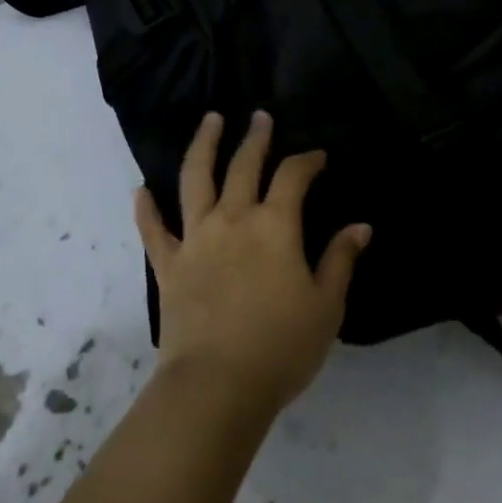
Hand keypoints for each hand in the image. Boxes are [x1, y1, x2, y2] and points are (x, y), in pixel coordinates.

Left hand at [133, 111, 371, 417]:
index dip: (307, 160)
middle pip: (244, 166)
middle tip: (259, 117)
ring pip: (196, 180)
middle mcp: (233, 219)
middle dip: (255, 138)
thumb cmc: (281, 346)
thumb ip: (340, 260)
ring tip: (209, 120)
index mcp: (275, 226)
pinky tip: (141, 191)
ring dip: (203, 146)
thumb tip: (361, 226)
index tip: (318, 156)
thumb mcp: (326, 306)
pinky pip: (154, 231)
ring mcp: (196, 239)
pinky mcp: (168, 265)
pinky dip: (146, 210)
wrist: (216, 386)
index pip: (293, 176)